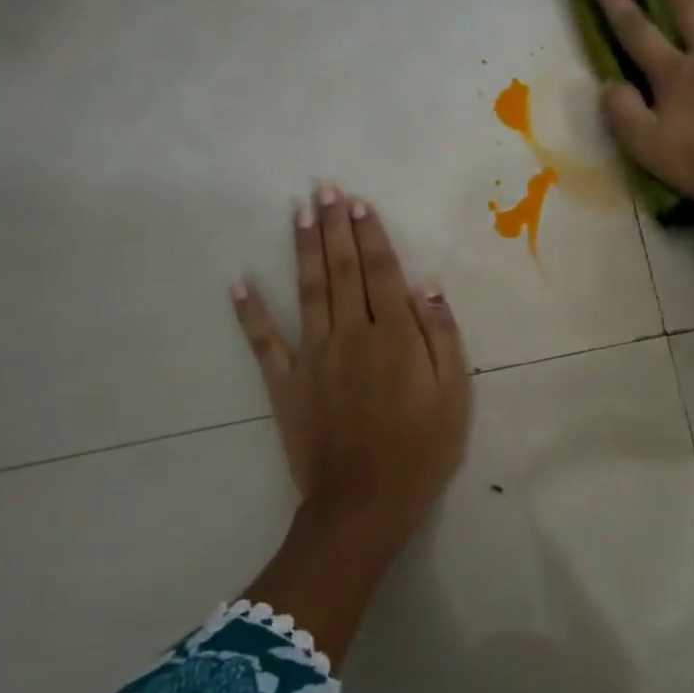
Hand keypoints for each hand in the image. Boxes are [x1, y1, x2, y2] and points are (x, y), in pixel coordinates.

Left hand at [231, 184, 471, 662]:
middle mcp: (351, 334)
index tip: (359, 202)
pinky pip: (264, 342)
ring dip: (302, 248)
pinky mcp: (286, 384)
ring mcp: (314, 357)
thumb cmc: (422, 450)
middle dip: (334, 226)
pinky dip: (250, 312)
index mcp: (394, 335)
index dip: (371, 233)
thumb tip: (427, 287)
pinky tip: (239, 282)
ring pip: (307, 291)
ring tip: (298, 211)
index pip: (381, 271)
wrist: (365, 504)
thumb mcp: (454, 394)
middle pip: (342, 270)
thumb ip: (442, 336)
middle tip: (325, 188)